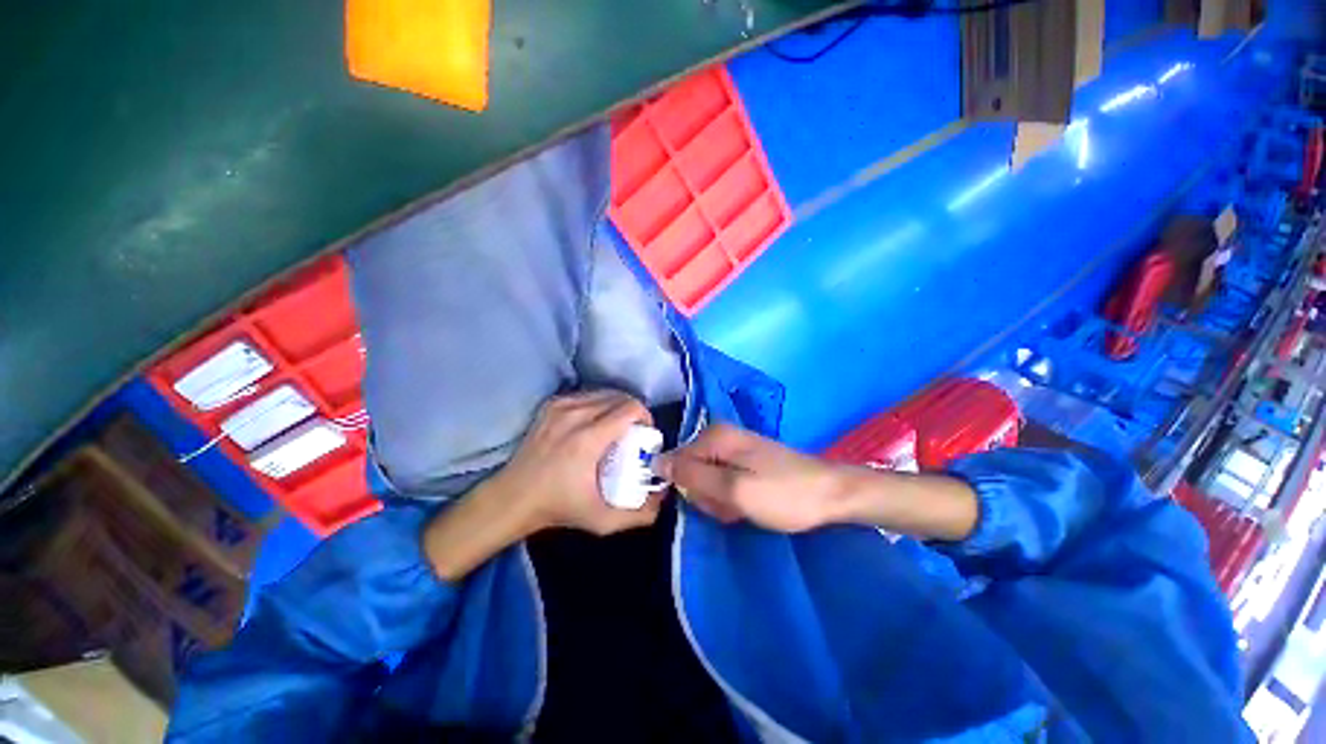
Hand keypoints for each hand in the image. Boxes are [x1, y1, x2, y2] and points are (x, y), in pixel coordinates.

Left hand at [423, 391, 662, 580]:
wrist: (512, 497)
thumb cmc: (558, 507)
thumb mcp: (602, 520)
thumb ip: (639, 514)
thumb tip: (664, 497)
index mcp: (588, 439)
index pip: (630, 408)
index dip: (645, 416)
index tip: (645, 432)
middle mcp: (575, 415)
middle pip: (619, 397)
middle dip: (633, 411)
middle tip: (634, 431)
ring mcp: (560, 407)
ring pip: (603, 392)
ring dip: (617, 405)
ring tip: (617, 425)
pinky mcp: (551, 405)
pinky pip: (586, 394)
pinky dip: (598, 403)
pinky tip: (597, 420)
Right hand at [654, 424, 845, 532]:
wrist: (831, 494)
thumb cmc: (783, 494)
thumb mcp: (734, 490)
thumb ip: (693, 477)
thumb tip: (656, 463)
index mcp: (714, 436)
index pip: (677, 462)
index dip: (688, 487)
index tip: (711, 502)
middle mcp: (720, 436)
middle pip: (691, 470)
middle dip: (707, 495)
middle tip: (731, 506)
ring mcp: (733, 448)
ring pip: (706, 480)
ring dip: (719, 499)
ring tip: (743, 507)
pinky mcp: (744, 461)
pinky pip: (722, 481)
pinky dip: (731, 497)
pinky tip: (748, 504)